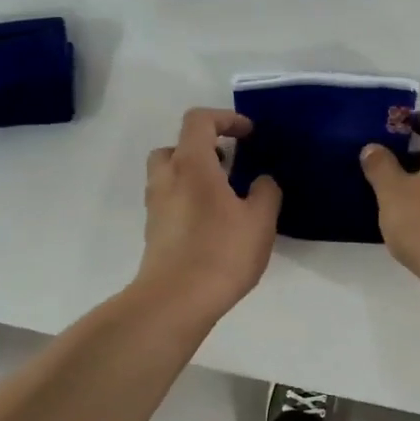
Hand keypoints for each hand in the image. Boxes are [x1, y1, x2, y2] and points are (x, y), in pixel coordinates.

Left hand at [135, 108, 280, 321]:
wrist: (175, 301)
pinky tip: (213, 224)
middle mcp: (166, 178)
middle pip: (176, 146)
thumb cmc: (221, 252)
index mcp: (191, 164)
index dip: (226, 118)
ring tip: (225, 197)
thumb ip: (265, 192)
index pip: (199, 120)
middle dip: (203, 148)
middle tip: (229, 165)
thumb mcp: (260, 220)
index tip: (249, 134)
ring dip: (194, 175)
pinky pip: (170, 201)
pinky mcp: (154, 232)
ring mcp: (156, 206)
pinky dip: (188, 199)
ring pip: (170, 175)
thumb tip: (261, 181)